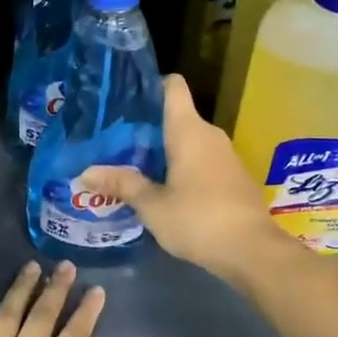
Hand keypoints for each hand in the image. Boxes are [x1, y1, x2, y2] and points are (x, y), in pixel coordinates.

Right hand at [77, 74, 292, 281]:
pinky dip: (182, 166)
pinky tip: (162, 186)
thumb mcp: (152, 206)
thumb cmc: (198, 219)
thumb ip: (121, 185)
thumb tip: (84, 173)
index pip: (172, 86)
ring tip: (132, 164)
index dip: (150, 85)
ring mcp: (225, 155)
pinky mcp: (233, 177)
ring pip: (189, 140)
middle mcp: (209, 134)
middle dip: (147, 126)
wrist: (253, 251)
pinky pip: (201, 160)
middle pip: (176, 115)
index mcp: (188, 130)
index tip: (125, 98)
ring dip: (164, 149)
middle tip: (115, 139)